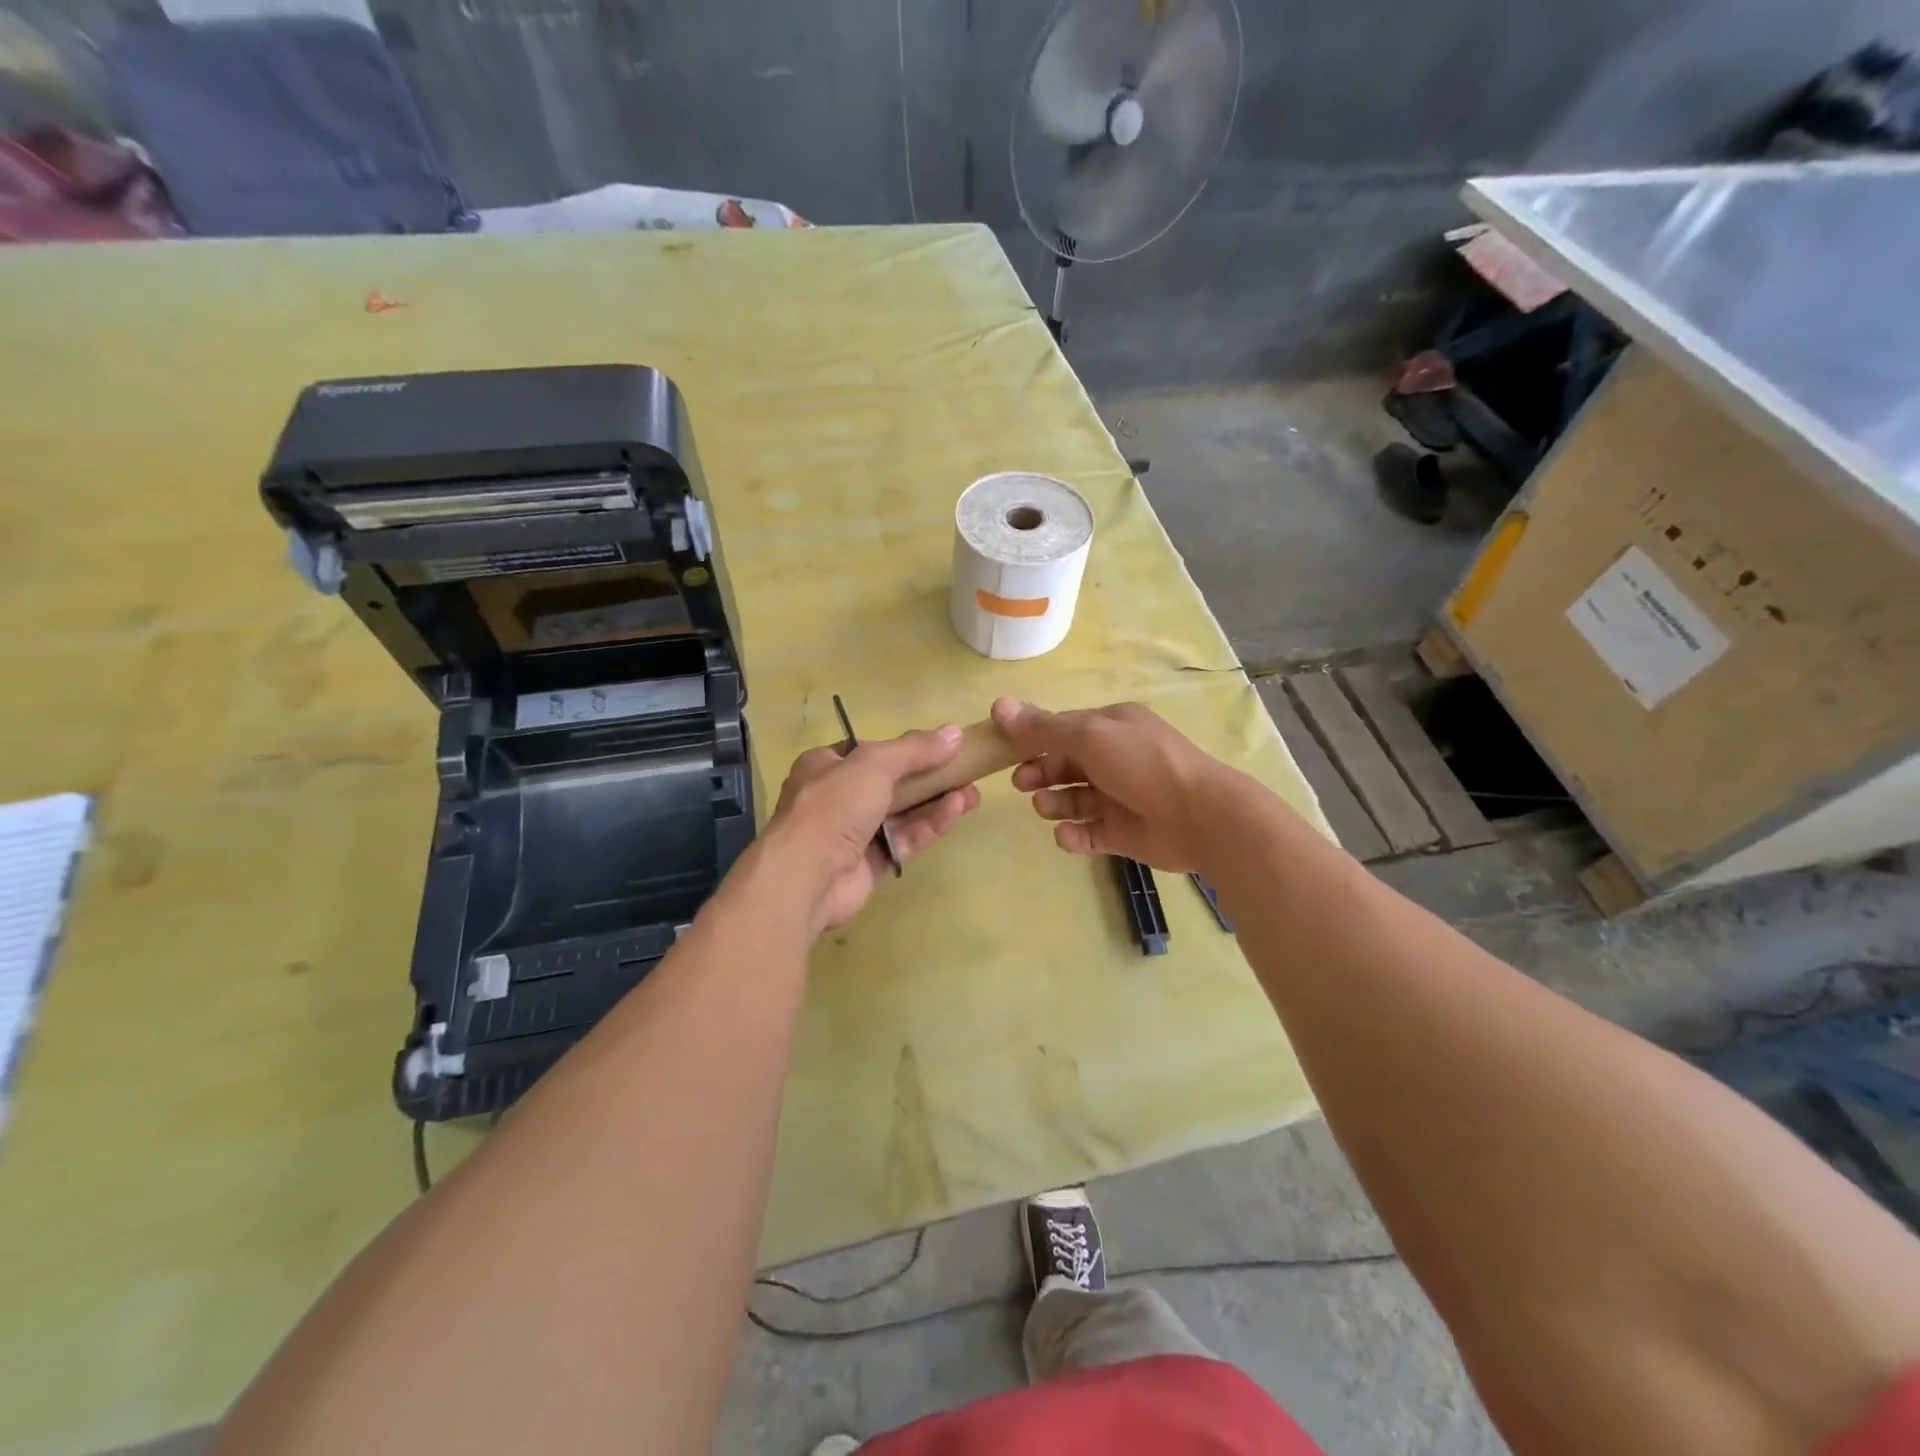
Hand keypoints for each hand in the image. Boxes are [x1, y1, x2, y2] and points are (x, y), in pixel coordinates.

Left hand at [765, 725, 979, 934]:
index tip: (937, 747)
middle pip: (891, 783)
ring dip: (936, 801)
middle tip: (964, 771)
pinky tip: (958, 809)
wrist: (807, 876)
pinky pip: (906, 839)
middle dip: (929, 777)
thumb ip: (915, 749)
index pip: (868, 752)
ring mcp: (854, 833)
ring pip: (903, 813)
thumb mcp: (875, 764)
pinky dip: (930, 824)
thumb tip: (954, 732)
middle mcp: (838, 798)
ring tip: (973, 791)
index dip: (902, 749)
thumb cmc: (833, 806)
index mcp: (826, 767)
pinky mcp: (871, 864)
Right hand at [991, 696, 1254, 873]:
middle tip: (1020, 783)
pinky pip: (1090, 833)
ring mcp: (1120, 798)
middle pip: (1067, 765)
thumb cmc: (1143, 765)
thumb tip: (998, 705)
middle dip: (1041, 772)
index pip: (1064, 729)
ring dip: (1055, 802)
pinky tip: (1067, 834)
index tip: (1004, 749)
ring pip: (1076, 799)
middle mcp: (1116, 759)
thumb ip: (1043, 727)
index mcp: (1112, 728)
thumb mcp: (1090, 736)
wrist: (1200, 817)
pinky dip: (1074, 834)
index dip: (1034, 738)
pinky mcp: (1124, 833)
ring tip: (1045, 807)